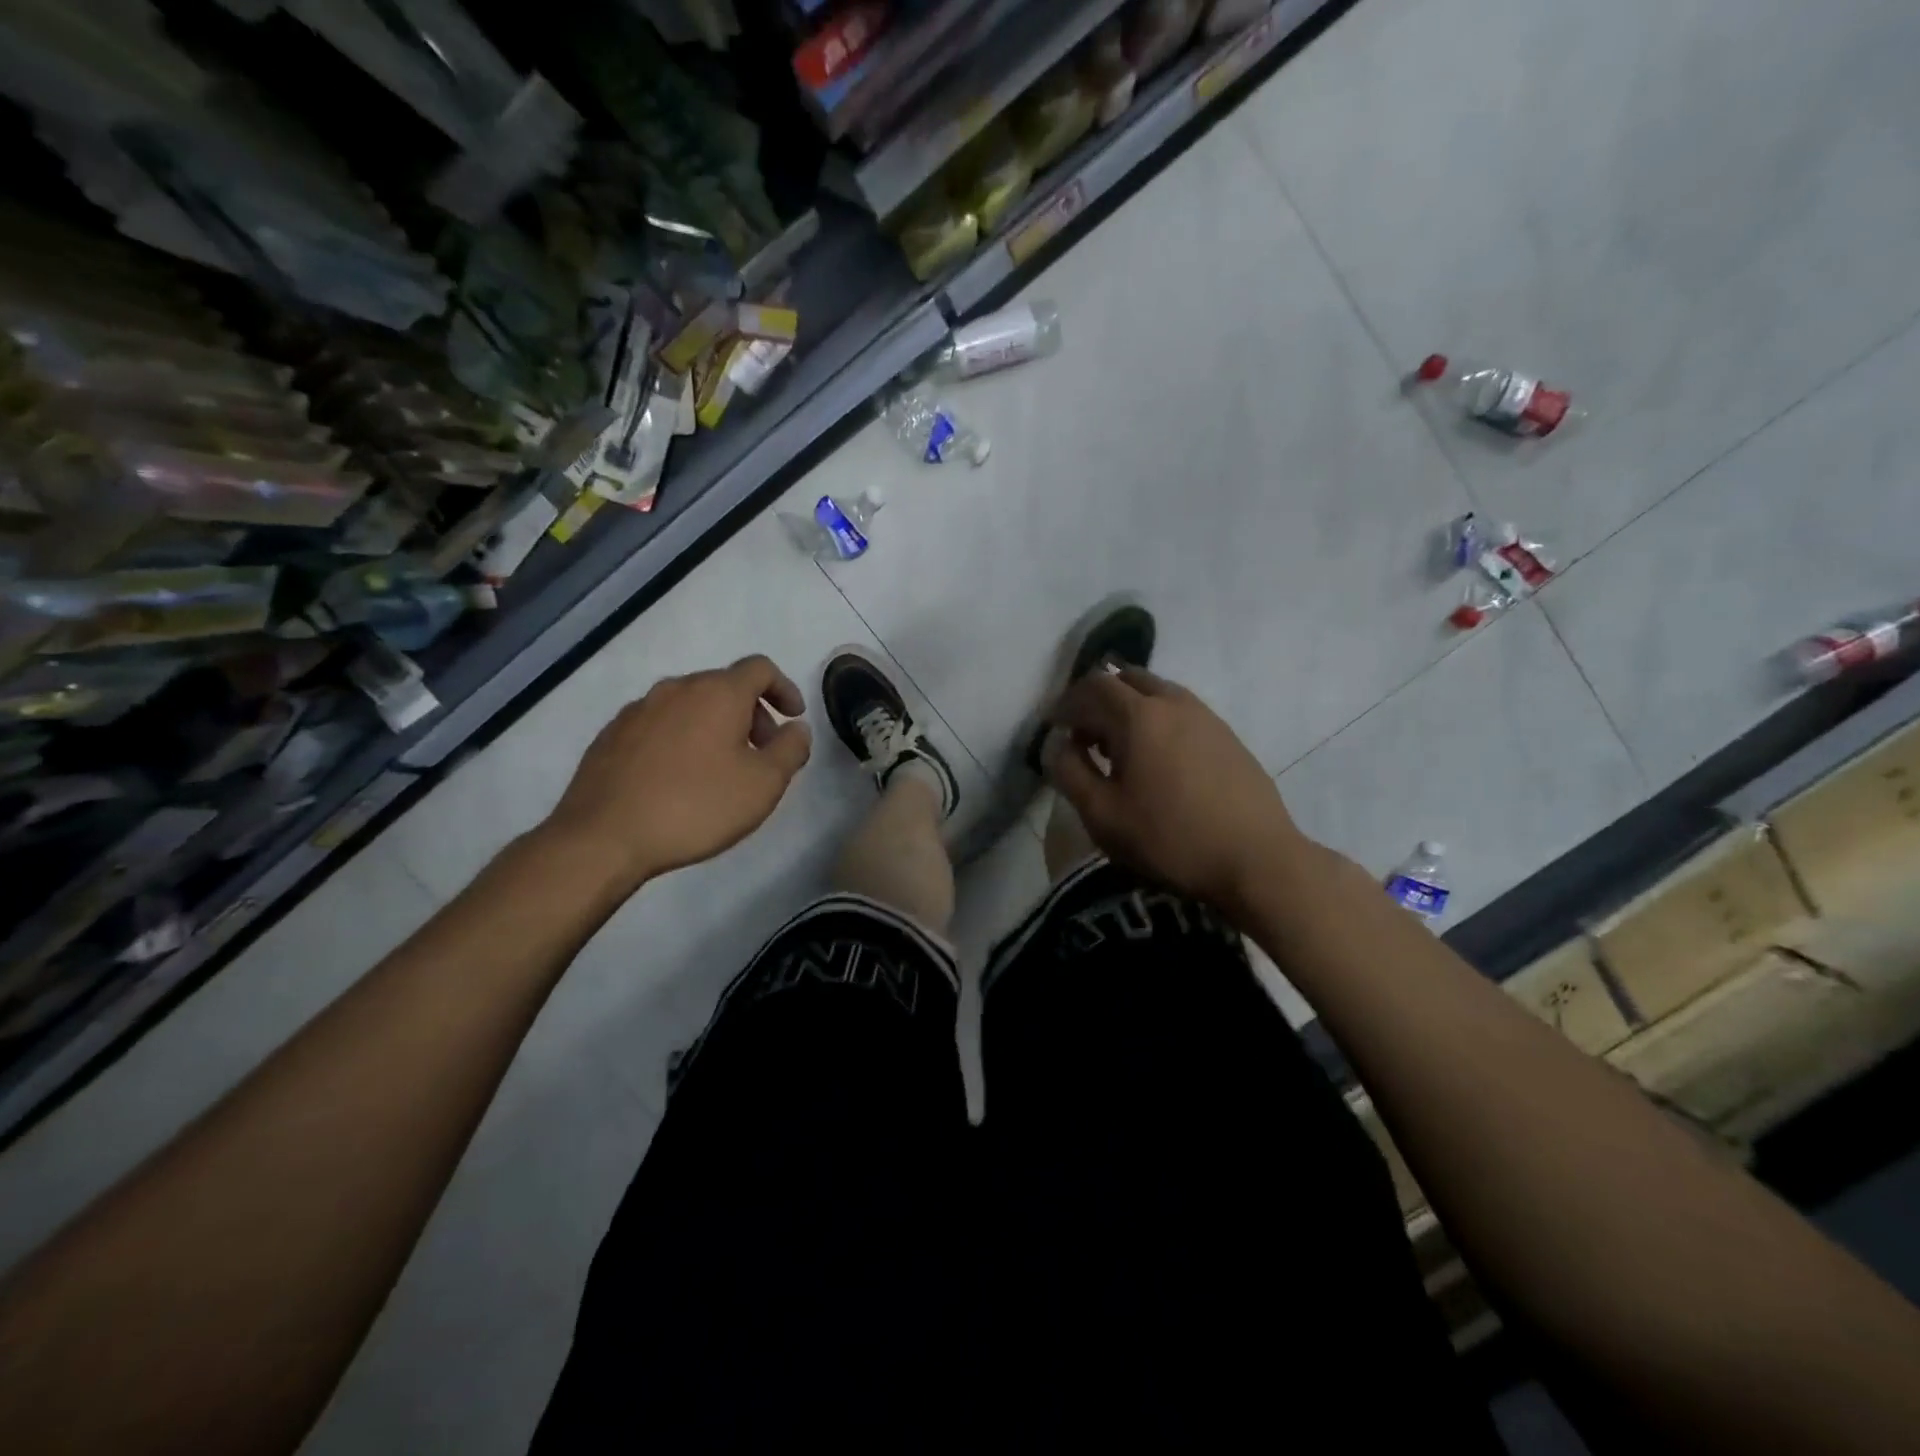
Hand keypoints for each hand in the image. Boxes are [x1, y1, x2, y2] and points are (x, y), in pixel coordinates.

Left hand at [543, 655, 812, 893]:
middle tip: (762, 753)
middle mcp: (676, 689)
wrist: (604, 837)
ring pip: (690, 705)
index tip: (793, 718)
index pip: (760, 669)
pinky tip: (679, 779)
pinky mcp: (611, 735)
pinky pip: (660, 725)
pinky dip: (681, 739)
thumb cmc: (696, 806)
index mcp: (717, 692)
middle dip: (752, 714)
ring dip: (715, 727)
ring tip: (720, 769)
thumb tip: (796, 729)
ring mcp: (638, 710)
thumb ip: (791, 749)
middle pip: (724, 686)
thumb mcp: (764, 784)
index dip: (784, 688)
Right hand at [1045, 667, 1308, 914]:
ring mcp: (1205, 715)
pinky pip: (1179, 710)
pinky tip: (1157, 760)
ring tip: (1119, 749)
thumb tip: (1058, 745)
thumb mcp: (1102, 815)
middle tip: (1084, 735)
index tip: (1053, 728)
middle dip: (1096, 699)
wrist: (1257, 860)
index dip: (1065, 704)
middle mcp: (1172, 702)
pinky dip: (1156, 719)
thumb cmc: (1170, 839)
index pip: (1091, 688)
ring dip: (1128, 708)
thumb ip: (1070, 772)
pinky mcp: (1226, 735)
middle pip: (1125, 678)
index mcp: (1138, 716)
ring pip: (1155, 692)